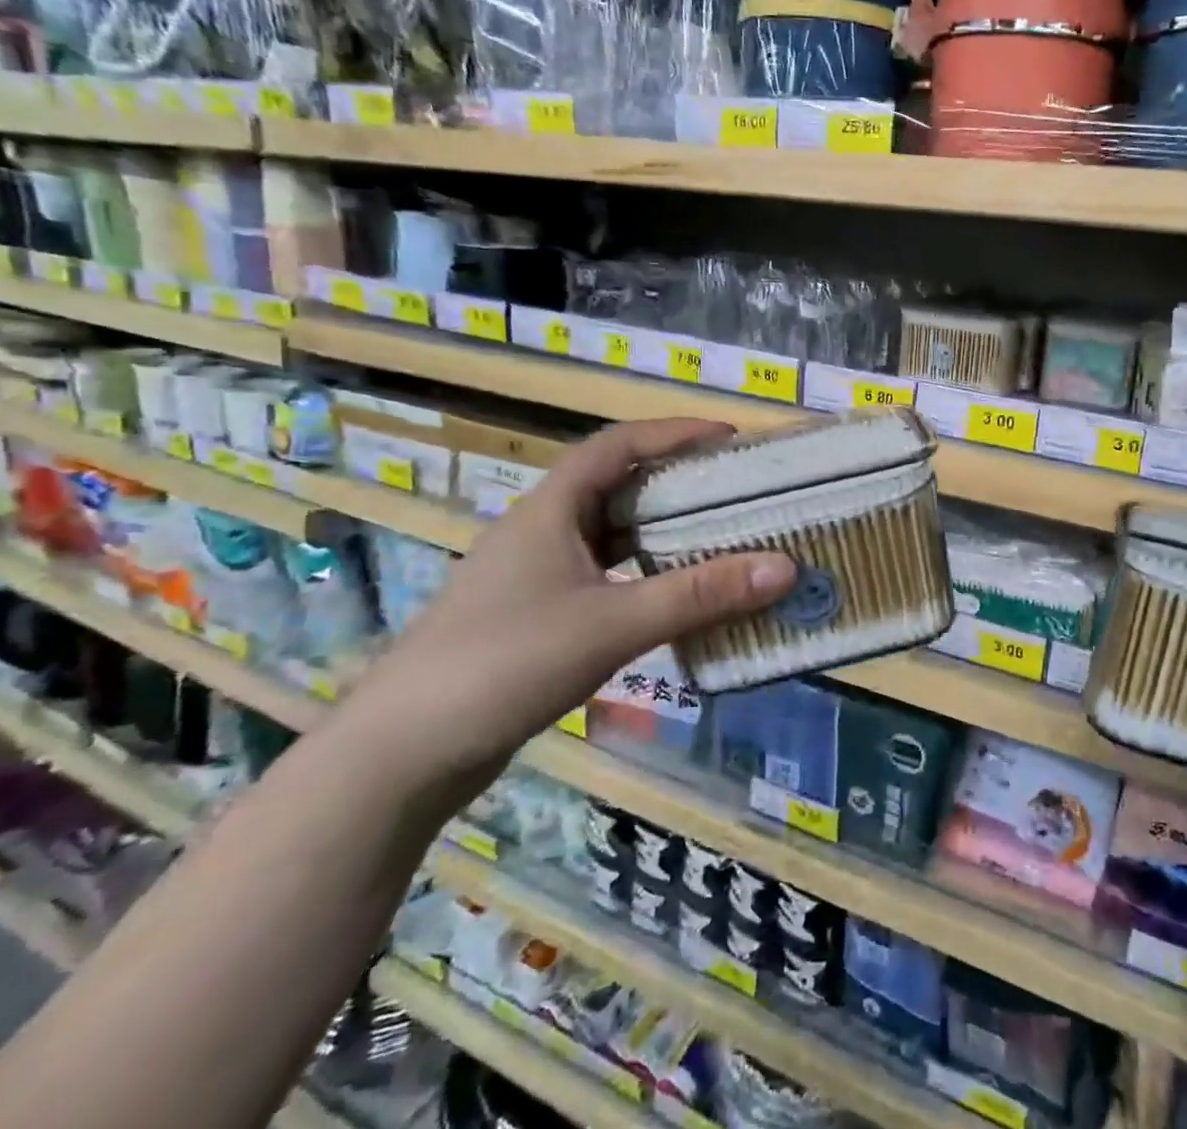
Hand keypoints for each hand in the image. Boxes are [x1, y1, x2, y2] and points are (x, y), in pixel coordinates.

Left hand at [341, 419, 795, 802]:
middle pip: (618, 486)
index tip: (730, 439)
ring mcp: (534, 575)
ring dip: (661, 533)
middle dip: (677, 483)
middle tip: (737, 492)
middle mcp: (542, 530)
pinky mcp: (534, 616)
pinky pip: (603, 577)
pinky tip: (674, 599)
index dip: (675, 432)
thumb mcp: (613, 623)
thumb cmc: (506, 662)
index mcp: (551, 508)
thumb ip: (699, 595)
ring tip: (719, 539)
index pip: (619, 445)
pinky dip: (643, 577)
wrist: (402, 754)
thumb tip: (784, 567)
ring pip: (610, 536)